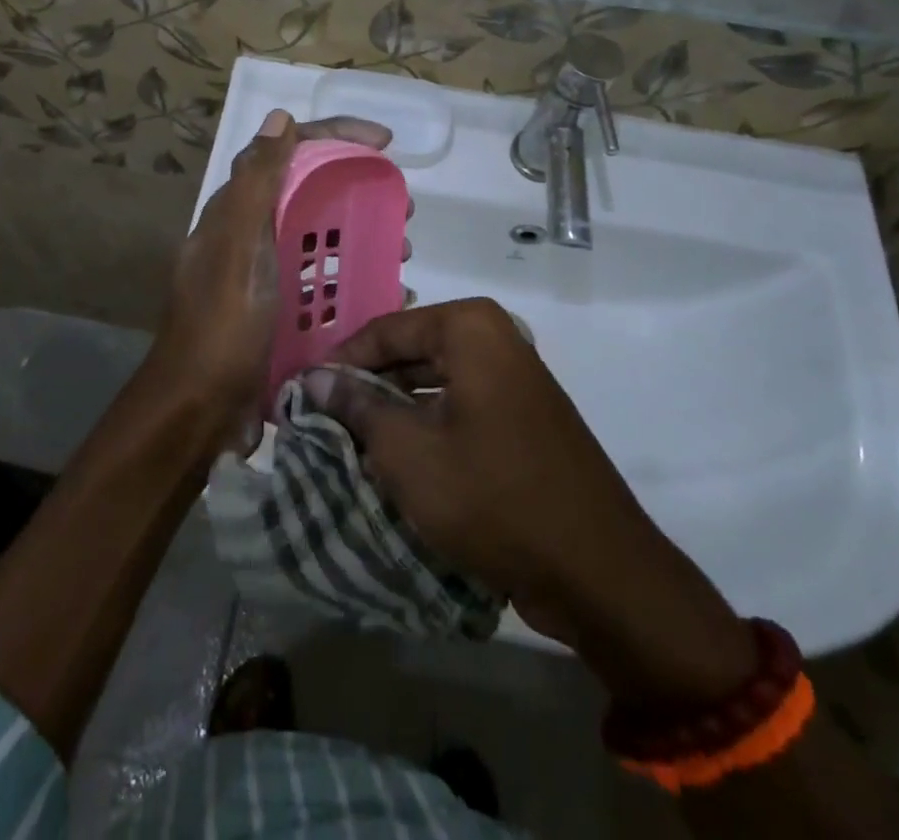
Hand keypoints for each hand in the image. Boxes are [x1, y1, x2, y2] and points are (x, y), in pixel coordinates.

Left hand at [151, 110, 391, 449]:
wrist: (198, 411)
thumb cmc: (222, 323)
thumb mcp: (239, 246)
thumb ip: (257, 181)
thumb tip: (280, 117)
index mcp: (238, 211)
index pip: (290, 153)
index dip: (336, 137)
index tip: (385, 144)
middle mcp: (250, 236)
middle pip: (311, 193)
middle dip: (360, 190)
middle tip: (403, 208)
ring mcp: (265, 276)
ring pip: (323, 239)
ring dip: (365, 236)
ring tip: (403, 252)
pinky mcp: (279, 312)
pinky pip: (326, 283)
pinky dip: (357, 280)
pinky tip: (389, 295)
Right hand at [336, 299, 755, 709]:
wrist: (598, 570)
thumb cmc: (493, 497)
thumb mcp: (408, 452)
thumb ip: (357, 407)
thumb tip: (315, 380)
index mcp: (470, 328)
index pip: (385, 331)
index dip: (340, 363)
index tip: (301, 395)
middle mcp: (496, 339)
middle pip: (410, 352)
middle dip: (366, 387)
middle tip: (319, 419)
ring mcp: (515, 378)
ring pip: (434, 382)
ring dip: (393, 410)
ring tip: (348, 441)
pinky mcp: (523, 417)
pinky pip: (460, 407)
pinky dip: (426, 426)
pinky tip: (396, 459)